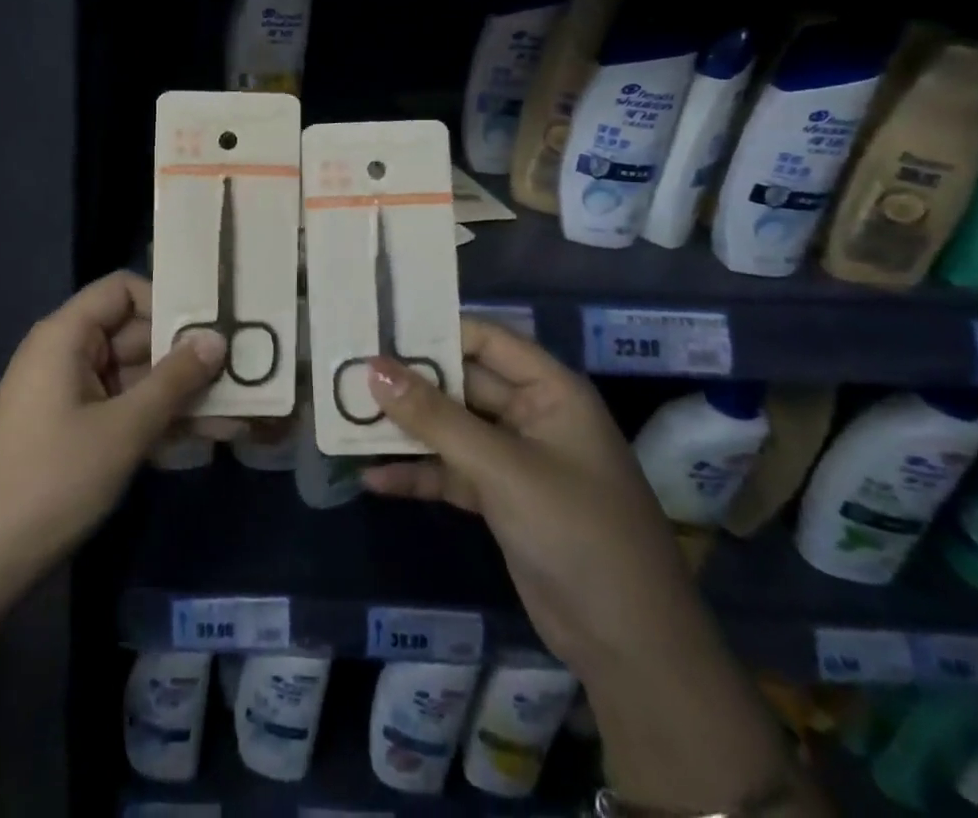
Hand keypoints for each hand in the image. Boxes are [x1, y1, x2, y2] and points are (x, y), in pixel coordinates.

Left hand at [0, 272, 224, 600]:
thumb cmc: (53, 480)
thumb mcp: (123, 429)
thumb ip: (174, 380)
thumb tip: (217, 338)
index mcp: (66, 335)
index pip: (122, 289)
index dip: (165, 302)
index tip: (208, 329)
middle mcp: (67, 352)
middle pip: (134, 333)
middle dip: (184, 356)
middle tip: (239, 373)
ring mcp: (70, 392)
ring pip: (135, 375)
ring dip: (178, 393)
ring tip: (235, 413)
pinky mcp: (75, 427)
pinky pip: (123, 406)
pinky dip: (156, 418)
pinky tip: (204, 437)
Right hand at [362, 319, 709, 675]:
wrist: (630, 648)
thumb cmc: (578, 533)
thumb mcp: (502, 468)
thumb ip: (435, 417)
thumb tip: (374, 368)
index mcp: (550, 391)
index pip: (485, 340)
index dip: (435, 330)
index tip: (377, 328)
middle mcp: (531, 415)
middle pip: (461, 383)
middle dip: (409, 382)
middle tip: (348, 371)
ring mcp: (514, 459)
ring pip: (450, 428)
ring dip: (406, 428)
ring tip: (347, 419)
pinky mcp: (500, 498)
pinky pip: (450, 471)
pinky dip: (417, 474)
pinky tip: (373, 479)